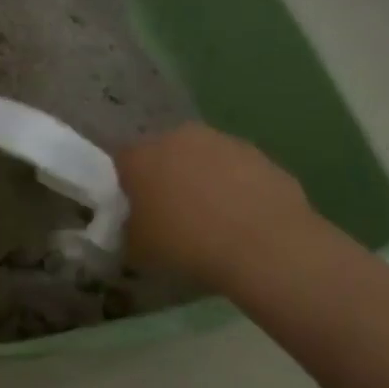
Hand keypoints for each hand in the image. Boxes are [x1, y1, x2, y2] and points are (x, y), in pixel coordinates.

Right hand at [112, 123, 312, 285]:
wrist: (266, 249)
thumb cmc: (187, 245)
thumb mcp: (138, 248)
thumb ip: (129, 228)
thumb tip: (135, 225)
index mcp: (140, 156)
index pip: (122, 162)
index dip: (126, 186)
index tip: (134, 210)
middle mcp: (178, 138)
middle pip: (164, 153)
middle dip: (165, 176)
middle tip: (172, 211)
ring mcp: (224, 143)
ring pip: (204, 158)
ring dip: (203, 179)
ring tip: (212, 218)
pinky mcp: (262, 156)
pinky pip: (238, 171)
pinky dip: (237, 188)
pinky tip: (243, 220)